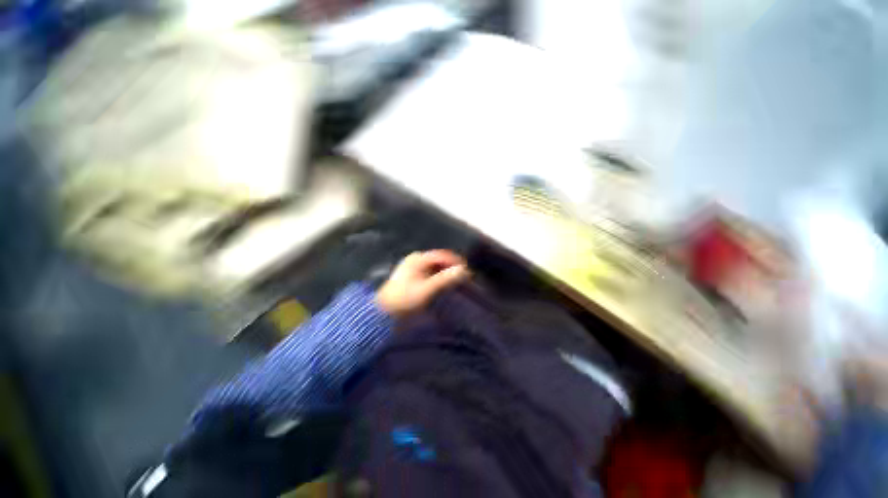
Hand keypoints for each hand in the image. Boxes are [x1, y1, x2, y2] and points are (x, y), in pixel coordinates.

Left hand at [376, 250, 470, 317]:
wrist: (383, 312)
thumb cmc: (405, 299)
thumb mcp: (427, 289)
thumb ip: (445, 279)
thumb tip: (463, 270)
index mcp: (418, 259)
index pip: (442, 255)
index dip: (456, 262)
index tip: (467, 271)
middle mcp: (415, 259)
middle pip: (438, 260)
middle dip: (451, 267)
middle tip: (463, 278)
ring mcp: (412, 267)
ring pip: (434, 266)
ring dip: (445, 273)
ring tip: (455, 282)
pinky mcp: (411, 275)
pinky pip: (429, 272)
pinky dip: (437, 277)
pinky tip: (442, 284)